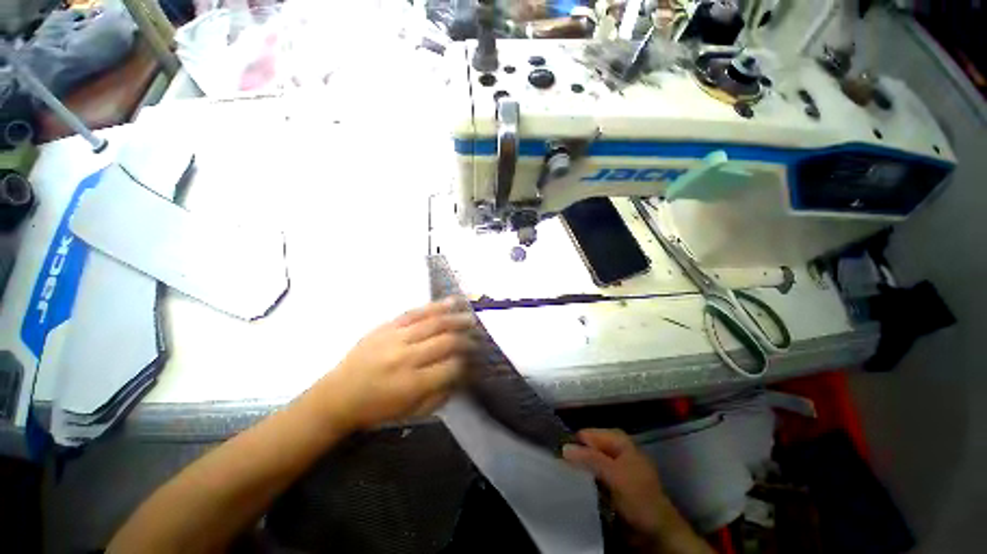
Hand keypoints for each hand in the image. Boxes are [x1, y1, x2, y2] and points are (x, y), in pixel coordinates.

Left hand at [316, 299, 474, 430]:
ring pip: (433, 323)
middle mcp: (406, 358)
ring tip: (471, 317)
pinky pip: (415, 312)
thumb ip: (440, 395)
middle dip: (467, 339)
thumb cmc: (377, 409)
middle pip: (446, 342)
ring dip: (456, 318)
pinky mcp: (386, 326)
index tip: (476, 360)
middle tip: (478, 337)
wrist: (338, 396)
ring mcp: (395, 338)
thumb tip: (461, 376)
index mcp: (412, 384)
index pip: (451, 367)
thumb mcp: (411, 413)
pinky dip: (435, 306)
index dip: (468, 362)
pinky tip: (451, 302)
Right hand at [563, 429, 711, 553]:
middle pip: (588, 447)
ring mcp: (613, 466)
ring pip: (588, 461)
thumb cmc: (639, 497)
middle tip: (561, 468)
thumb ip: (590, 459)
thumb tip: (563, 447)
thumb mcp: (615, 475)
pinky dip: (584, 479)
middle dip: (575, 456)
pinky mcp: (611, 482)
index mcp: (618, 439)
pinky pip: (592, 475)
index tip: (560, 457)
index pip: (587, 434)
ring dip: (578, 469)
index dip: (574, 444)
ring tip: (565, 477)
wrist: (658, 531)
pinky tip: (576, 486)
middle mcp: (614, 448)